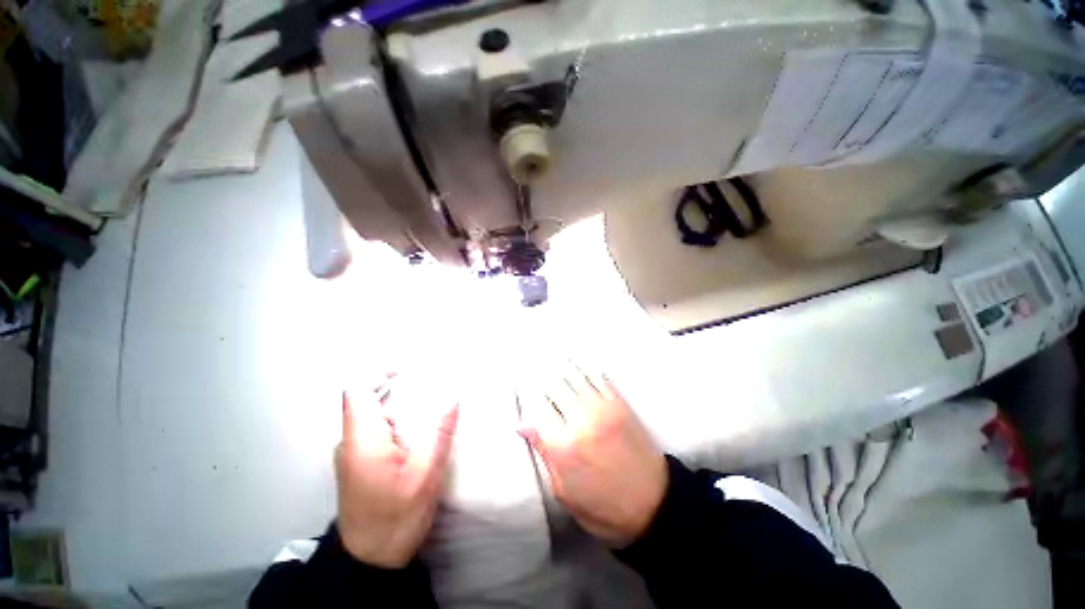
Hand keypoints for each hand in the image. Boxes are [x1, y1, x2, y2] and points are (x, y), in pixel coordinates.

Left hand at [335, 381, 458, 567]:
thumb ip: (440, 435)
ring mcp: (351, 453)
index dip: (379, 372)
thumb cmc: (396, 520)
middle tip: (432, 384)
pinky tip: (418, 430)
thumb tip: (453, 399)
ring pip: (372, 414)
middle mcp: (350, 441)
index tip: (409, 367)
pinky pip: (375, 429)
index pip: (357, 390)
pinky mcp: (357, 462)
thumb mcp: (426, 478)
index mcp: (362, 440)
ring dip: (399, 404)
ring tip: (430, 404)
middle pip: (368, 399)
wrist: (369, 563)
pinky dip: (396, 421)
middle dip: (399, 387)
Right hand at [519, 372, 666, 546]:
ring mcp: (603, 408)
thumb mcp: (565, 492)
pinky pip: (599, 378)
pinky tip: (577, 363)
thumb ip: (544, 453)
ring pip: (575, 377)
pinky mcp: (620, 404)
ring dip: (560, 367)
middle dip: (541, 377)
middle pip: (554, 386)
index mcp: (563, 445)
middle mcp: (581, 420)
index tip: (520, 385)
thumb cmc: (603, 508)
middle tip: (531, 367)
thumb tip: (523, 425)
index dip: (526, 394)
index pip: (537, 407)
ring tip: (549, 357)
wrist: (654, 505)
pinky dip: (585, 369)